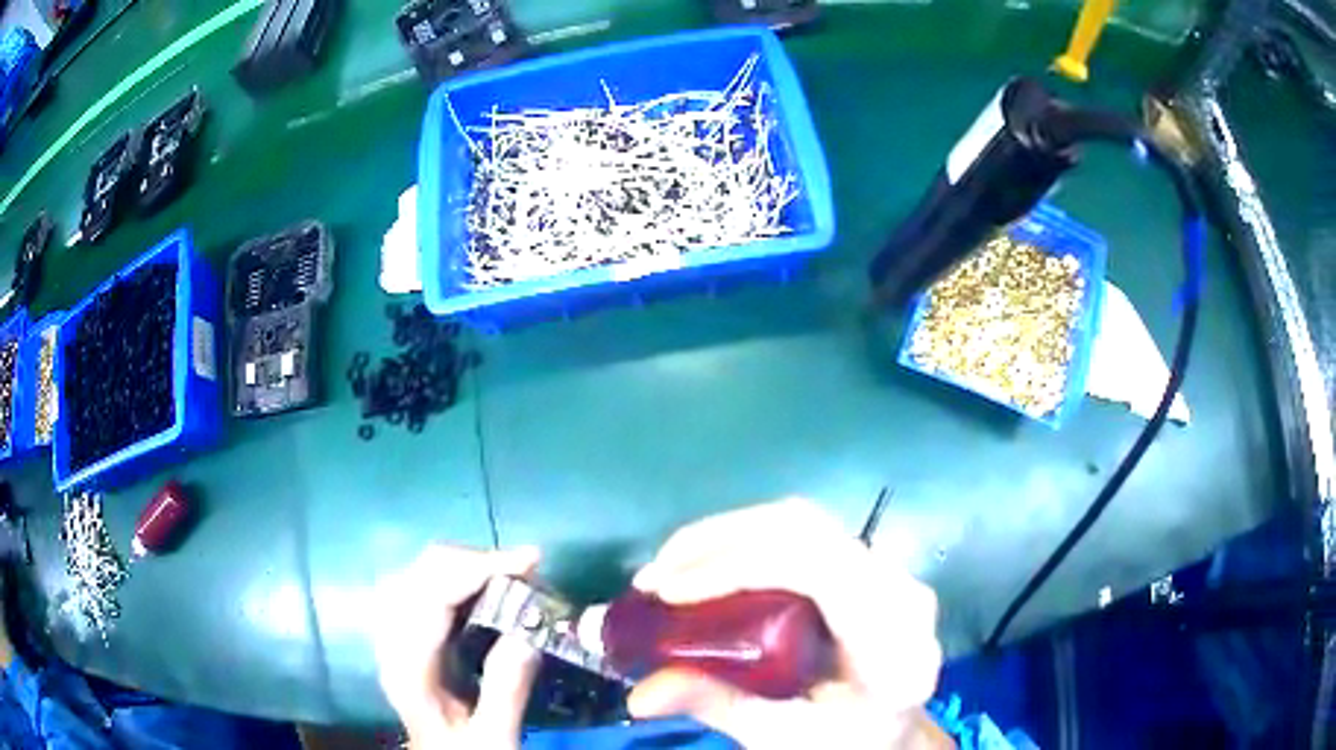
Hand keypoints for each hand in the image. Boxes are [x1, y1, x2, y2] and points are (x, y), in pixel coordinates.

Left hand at [373, 545, 540, 748]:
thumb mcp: (494, 737)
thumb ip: (506, 689)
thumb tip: (530, 631)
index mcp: (410, 669)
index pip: (433, 596)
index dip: (479, 569)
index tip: (530, 562)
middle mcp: (391, 644)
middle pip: (418, 574)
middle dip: (473, 561)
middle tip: (526, 569)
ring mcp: (392, 637)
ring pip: (415, 574)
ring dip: (462, 565)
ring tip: (508, 573)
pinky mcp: (401, 636)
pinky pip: (418, 587)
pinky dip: (451, 576)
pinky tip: (479, 586)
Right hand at [627, 499, 947, 749]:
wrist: (891, 734)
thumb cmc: (843, 742)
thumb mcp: (781, 736)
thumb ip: (717, 706)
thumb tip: (639, 693)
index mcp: (893, 643)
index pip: (820, 571)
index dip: (737, 568)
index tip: (668, 593)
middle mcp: (902, 592)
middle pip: (807, 530)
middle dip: (718, 541)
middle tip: (654, 576)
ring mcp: (890, 572)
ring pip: (803, 522)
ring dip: (727, 536)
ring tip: (669, 567)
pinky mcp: (869, 566)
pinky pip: (803, 535)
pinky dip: (746, 543)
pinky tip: (708, 566)